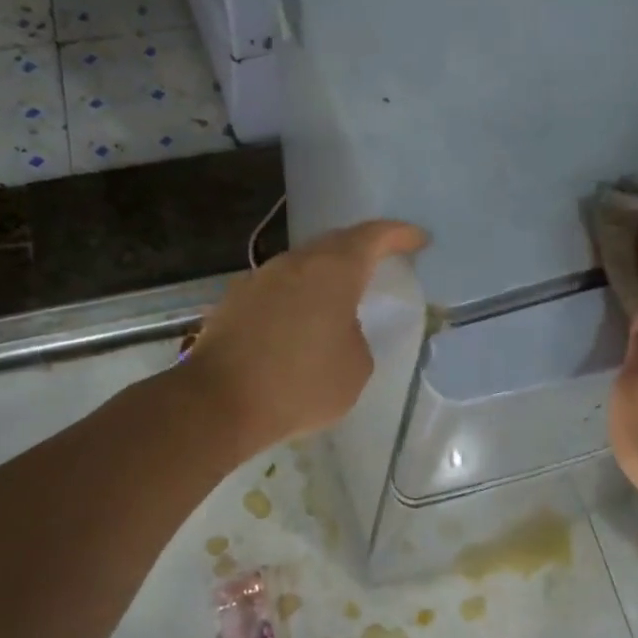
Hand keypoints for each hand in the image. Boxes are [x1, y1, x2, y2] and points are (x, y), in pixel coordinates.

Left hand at [182, 219, 429, 456]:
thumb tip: (338, 328)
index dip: (399, 235)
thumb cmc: (300, 384)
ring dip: (325, 275)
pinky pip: (278, 288)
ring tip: (340, 297)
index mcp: (333, 270)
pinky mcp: (234, 300)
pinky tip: (299, 323)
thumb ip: (356, 336)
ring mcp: (260, 278)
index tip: (418, 239)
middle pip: (334, 244)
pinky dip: (297, 297)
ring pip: (303, 265)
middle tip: (382, 261)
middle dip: (361, 250)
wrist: (218, 403)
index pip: (373, 237)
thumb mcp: (355, 367)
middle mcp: (295, 262)